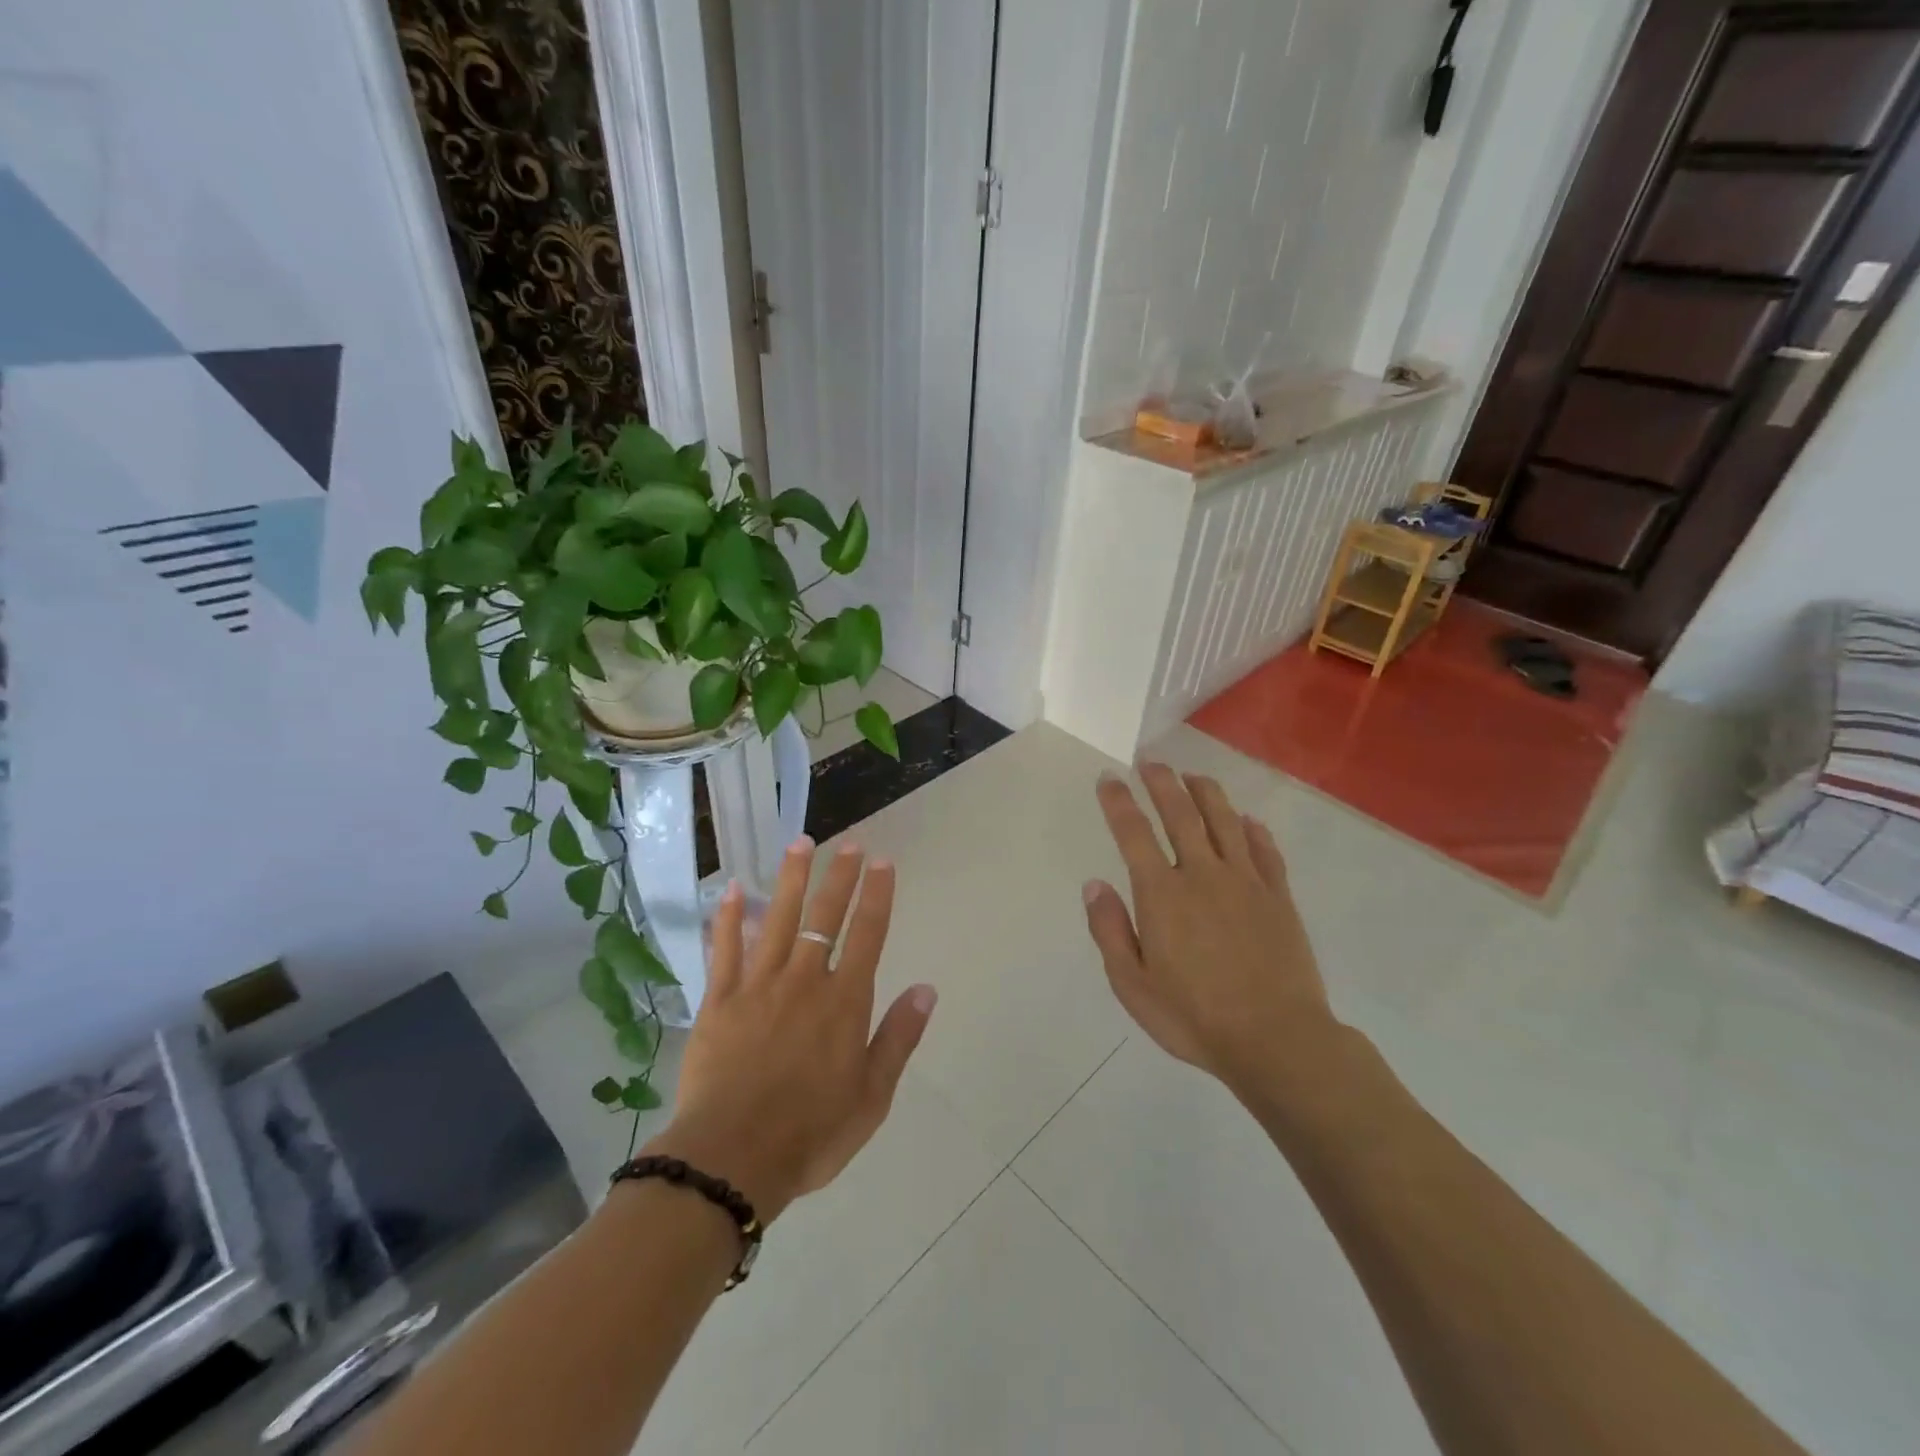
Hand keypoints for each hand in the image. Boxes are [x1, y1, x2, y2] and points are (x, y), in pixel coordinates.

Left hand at [648, 838, 936, 1222]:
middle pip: (825, 917)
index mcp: (844, 1002)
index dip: (877, 895)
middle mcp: (804, 981)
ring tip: (800, 844)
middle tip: (850, 844)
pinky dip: (728, 918)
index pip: (867, 934)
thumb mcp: (872, 1097)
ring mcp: (758, 986)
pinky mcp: (719, 1001)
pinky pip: (724, 950)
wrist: (732, 1160)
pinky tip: (730, 889)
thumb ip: (898, 1038)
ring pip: (777, 919)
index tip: (883, 862)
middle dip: (840, 877)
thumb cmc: (811, 1133)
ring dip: (791, 879)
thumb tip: (927, 989)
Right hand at [1083, 764, 1336, 1092]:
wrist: (1276, 1040)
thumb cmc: (1194, 1017)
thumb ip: (1110, 931)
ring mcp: (1246, 882)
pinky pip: (1265, 851)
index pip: (1134, 834)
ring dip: (1206, 793)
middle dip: (1162, 783)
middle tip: (1151, 761)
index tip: (1109, 778)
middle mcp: (1203, 874)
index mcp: (1162, 894)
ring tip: (1193, 776)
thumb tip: (1094, 885)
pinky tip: (1247, 821)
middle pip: (1181, 814)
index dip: (1119, 802)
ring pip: (1225, 821)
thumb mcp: (1132, 985)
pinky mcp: (1279, 897)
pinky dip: (1253, 830)